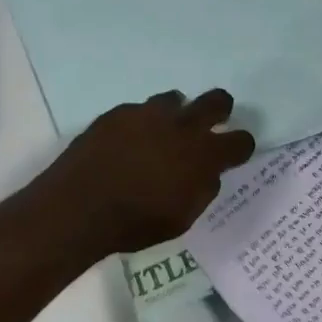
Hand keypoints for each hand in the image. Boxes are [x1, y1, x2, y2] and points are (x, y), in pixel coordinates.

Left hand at [28, 89, 255, 256]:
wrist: (80, 205)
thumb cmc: (135, 222)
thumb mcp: (181, 219)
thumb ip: (202, 190)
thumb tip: (209, 173)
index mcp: (203, 155)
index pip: (240, 141)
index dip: (242, 146)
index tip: (236, 151)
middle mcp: (182, 125)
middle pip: (216, 101)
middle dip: (221, 108)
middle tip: (214, 120)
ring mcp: (150, 113)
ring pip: (175, 99)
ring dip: (176, 114)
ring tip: (163, 132)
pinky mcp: (121, 111)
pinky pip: (140, 110)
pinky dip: (141, 124)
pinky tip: (128, 142)